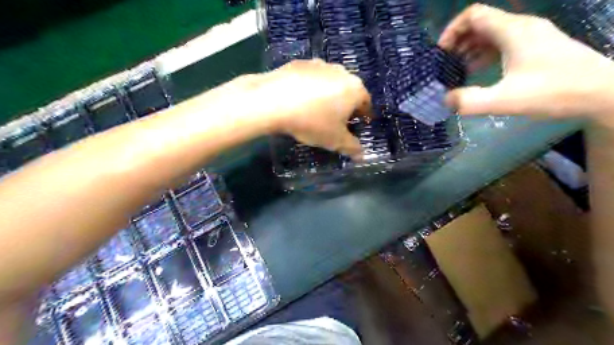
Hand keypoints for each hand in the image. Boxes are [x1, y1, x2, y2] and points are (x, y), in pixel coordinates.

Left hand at [244, 58, 368, 159]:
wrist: (273, 101)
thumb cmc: (312, 121)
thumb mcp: (334, 140)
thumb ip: (351, 147)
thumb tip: (362, 156)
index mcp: (354, 89)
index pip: (366, 102)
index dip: (363, 115)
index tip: (358, 124)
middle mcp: (341, 71)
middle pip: (349, 90)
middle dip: (346, 104)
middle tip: (337, 119)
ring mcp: (319, 64)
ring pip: (330, 82)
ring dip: (328, 94)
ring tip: (317, 109)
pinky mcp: (300, 63)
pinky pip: (311, 78)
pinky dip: (310, 88)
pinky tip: (300, 99)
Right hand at [439, 3, 613, 119]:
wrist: (601, 93)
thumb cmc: (553, 92)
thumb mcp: (504, 100)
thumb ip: (470, 101)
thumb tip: (446, 99)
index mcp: (513, 30)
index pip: (474, 15)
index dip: (452, 30)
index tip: (441, 52)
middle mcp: (521, 27)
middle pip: (481, 23)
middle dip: (459, 41)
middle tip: (446, 64)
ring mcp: (531, 36)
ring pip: (491, 33)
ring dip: (471, 48)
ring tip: (458, 69)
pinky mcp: (536, 47)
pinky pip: (503, 43)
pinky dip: (485, 54)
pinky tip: (479, 71)